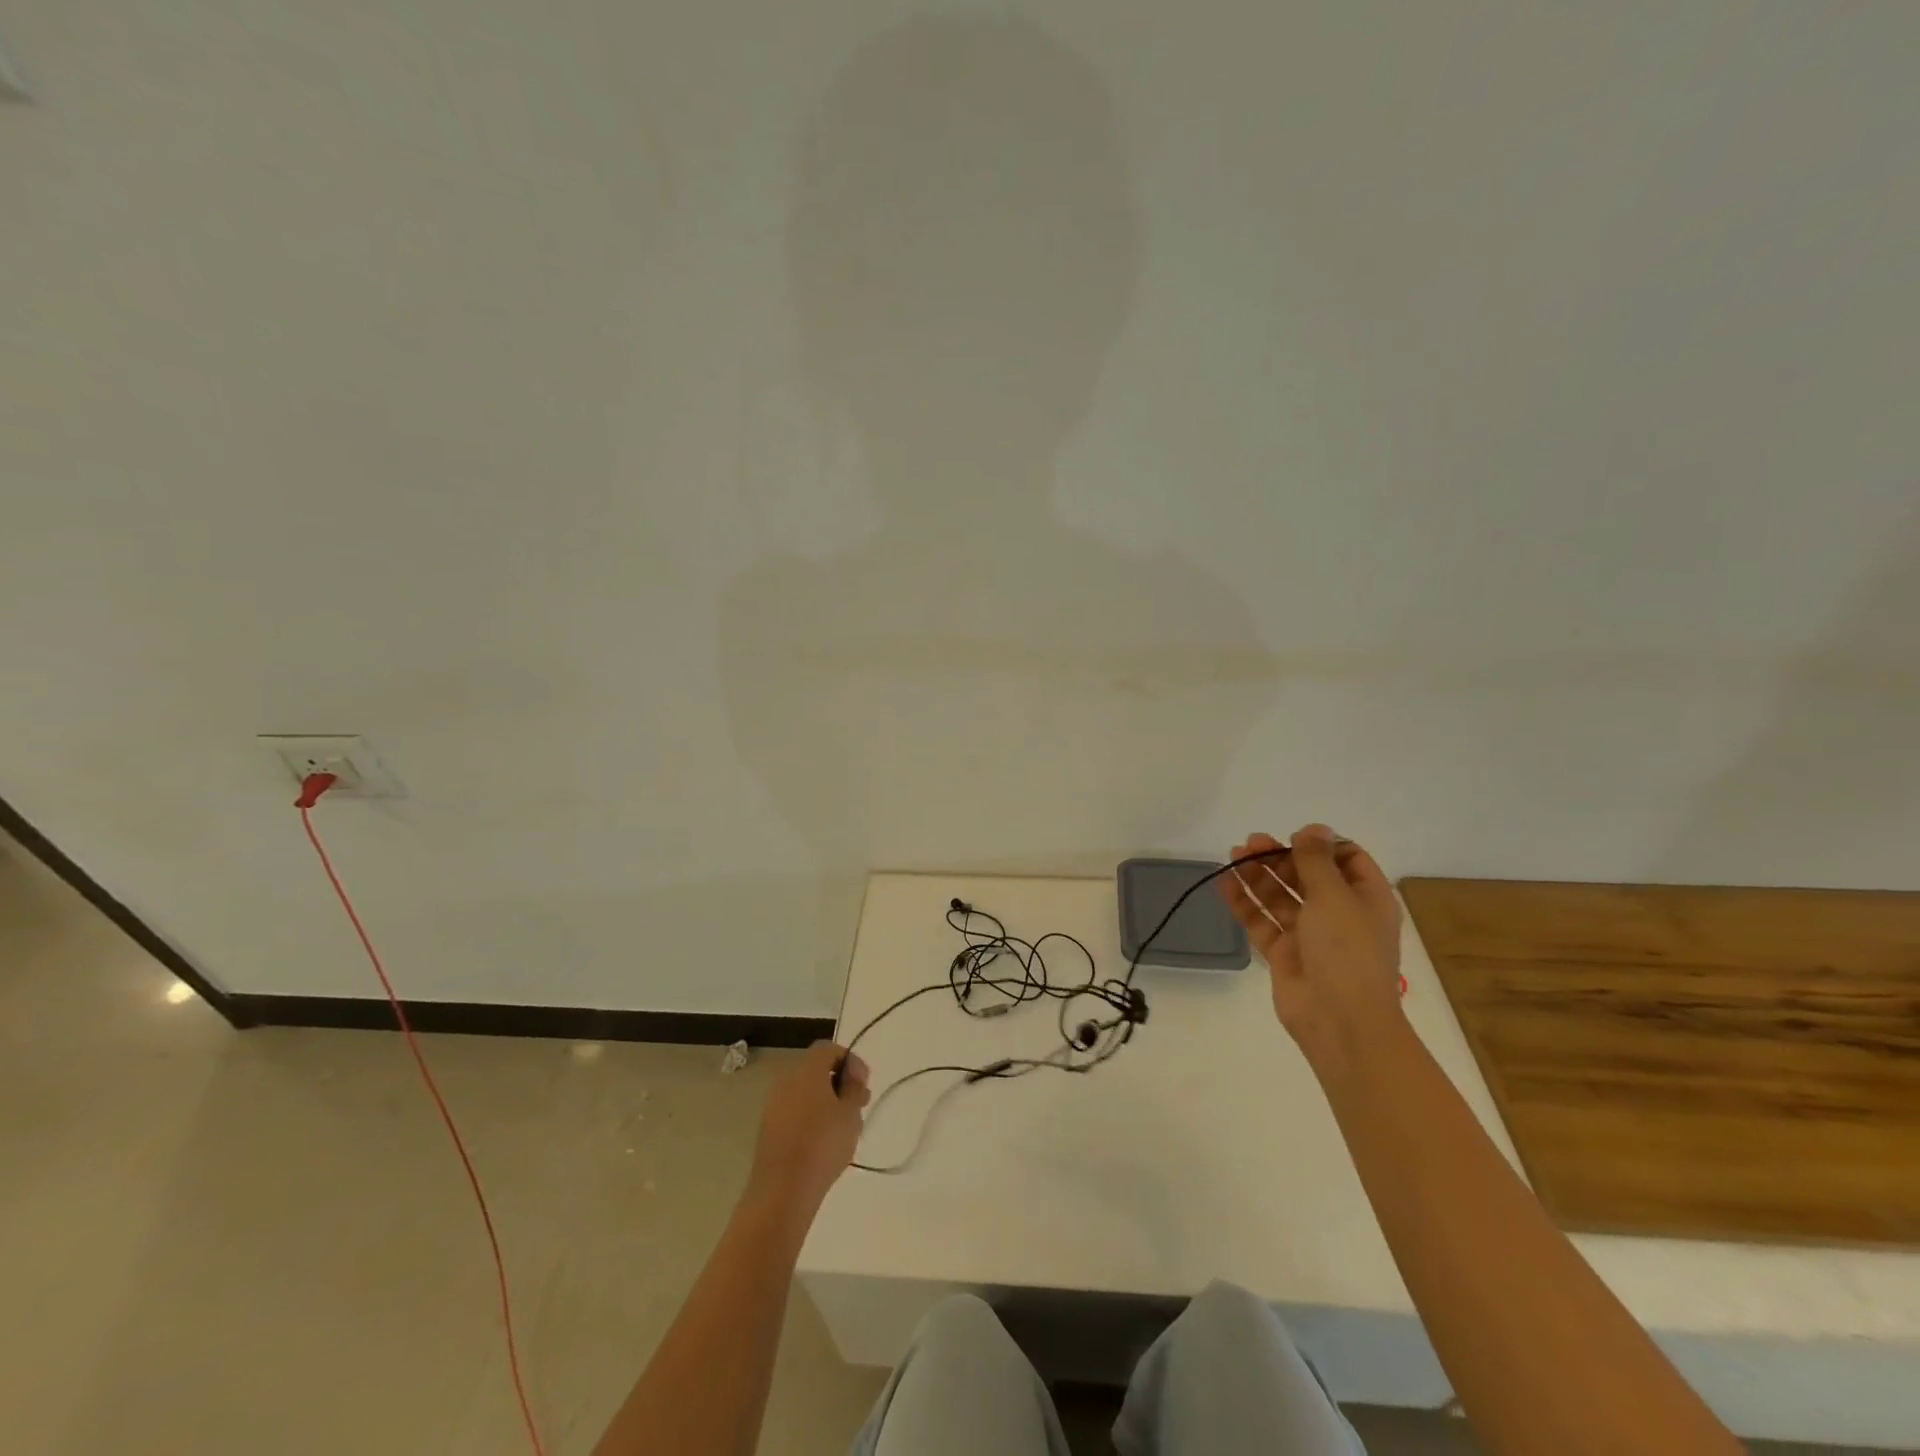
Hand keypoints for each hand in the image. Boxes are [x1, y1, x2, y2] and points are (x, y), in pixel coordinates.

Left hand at [746, 1041, 870, 1215]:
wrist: (782, 1191)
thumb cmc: (822, 1145)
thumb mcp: (850, 1114)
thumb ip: (854, 1088)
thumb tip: (850, 1077)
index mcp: (806, 1070)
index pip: (829, 1049)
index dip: (850, 1060)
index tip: (863, 1084)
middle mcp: (786, 1080)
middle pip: (816, 1069)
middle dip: (839, 1082)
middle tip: (858, 1105)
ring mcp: (773, 1105)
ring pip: (805, 1092)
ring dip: (826, 1101)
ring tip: (844, 1126)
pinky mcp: (768, 1129)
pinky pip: (794, 1111)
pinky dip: (810, 1116)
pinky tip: (823, 1141)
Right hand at [1219, 824, 1403, 1073]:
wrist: (1340, 1021)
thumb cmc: (1347, 951)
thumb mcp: (1335, 897)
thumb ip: (1317, 860)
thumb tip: (1313, 828)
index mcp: (1366, 899)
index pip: (1348, 860)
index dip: (1321, 845)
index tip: (1293, 837)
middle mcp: (1340, 914)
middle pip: (1307, 875)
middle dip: (1280, 857)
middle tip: (1250, 843)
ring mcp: (1310, 935)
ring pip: (1280, 896)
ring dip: (1258, 875)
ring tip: (1233, 855)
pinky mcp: (1284, 954)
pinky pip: (1261, 920)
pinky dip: (1243, 902)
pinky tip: (1223, 883)